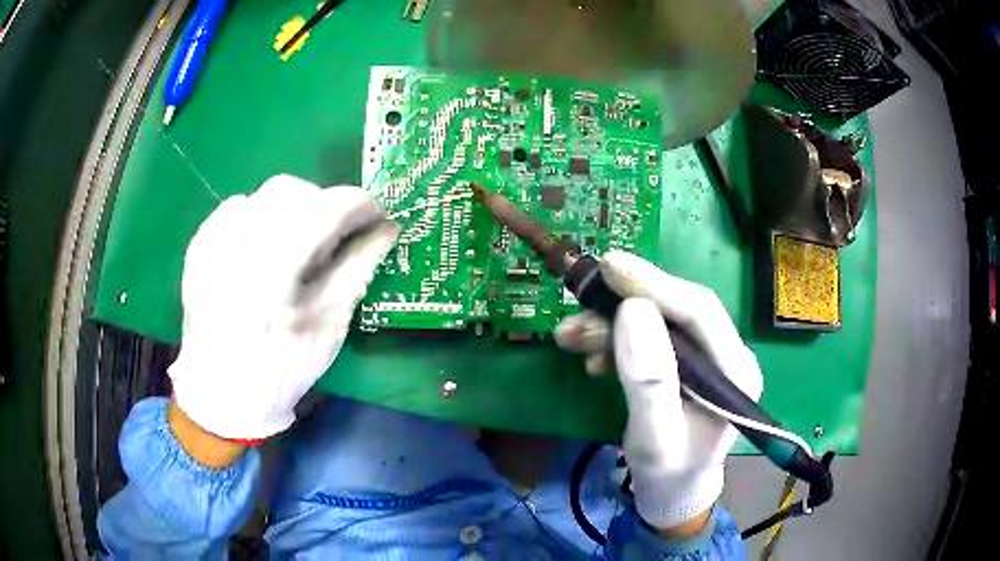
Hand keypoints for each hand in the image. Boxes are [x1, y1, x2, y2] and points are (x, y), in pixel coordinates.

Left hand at [168, 175, 397, 440]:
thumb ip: (358, 269)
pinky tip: (262, 248)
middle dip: (323, 205)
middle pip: (292, 191)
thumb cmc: (282, 370)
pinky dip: (258, 217)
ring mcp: (213, 244)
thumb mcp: (329, 326)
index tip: (375, 218)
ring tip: (295, 246)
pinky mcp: (198, 248)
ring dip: (290, 211)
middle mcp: (238, 247)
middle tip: (333, 237)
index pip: (327, 209)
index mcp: (276, 273)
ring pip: (262, 195)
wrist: (222, 395)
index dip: (360, 205)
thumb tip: (387, 228)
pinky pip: (235, 208)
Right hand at [555, 251, 761, 533]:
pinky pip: (648, 339)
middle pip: (676, 310)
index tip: (609, 265)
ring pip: (657, 322)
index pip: (699, 310)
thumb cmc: (667, 474)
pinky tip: (592, 359)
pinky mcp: (684, 366)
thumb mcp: (654, 437)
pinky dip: (615, 342)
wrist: (671, 497)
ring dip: (611, 325)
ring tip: (569, 336)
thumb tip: (631, 309)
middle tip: (578, 303)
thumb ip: (648, 379)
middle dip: (624, 304)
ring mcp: (705, 359)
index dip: (655, 283)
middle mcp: (726, 355)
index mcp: (735, 370)